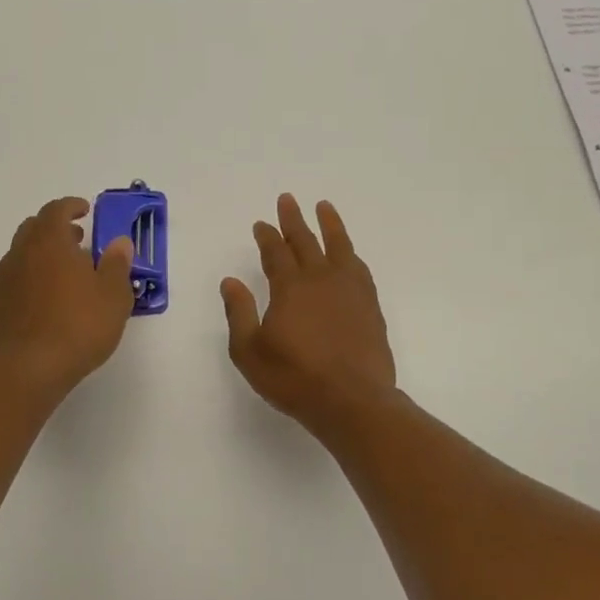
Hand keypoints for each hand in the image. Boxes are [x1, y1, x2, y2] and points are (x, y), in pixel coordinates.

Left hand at [0, 197, 135, 396]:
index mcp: (50, 244)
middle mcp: (20, 255)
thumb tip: (119, 242)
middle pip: (33, 229)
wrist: (26, 371)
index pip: (56, 210)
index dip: (71, 206)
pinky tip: (40, 309)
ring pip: (19, 258)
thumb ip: (117, 265)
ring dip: (40, 260)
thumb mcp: (113, 297)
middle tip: (76, 244)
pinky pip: (9, 287)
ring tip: (62, 281)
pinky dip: (25, 286)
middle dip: (55, 230)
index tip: (85, 211)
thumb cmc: (78, 328)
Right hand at [221, 195, 396, 425]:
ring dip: (329, 224)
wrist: (352, 400)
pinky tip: (349, 253)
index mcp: (289, 287)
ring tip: (324, 206)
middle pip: (305, 241)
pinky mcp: (370, 305)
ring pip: (339, 246)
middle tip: (287, 200)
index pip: (275, 252)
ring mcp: (349, 290)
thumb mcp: (250, 351)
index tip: (261, 223)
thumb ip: (239, 313)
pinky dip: (350, 253)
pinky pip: (359, 268)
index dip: (267, 236)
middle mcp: (320, 279)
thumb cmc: (294, 378)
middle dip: (293, 219)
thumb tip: (230, 281)